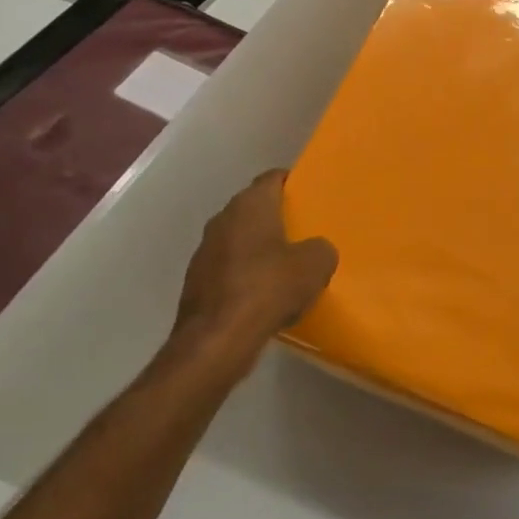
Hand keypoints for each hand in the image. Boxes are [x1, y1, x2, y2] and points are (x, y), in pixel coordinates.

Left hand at [164, 169, 336, 382]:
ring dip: (261, 249)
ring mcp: (205, 251)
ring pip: (241, 240)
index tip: (311, 195)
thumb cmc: (269, 288)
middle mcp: (223, 219)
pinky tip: (265, 295)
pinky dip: (247, 275)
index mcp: (250, 205)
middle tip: (305, 231)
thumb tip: (315, 251)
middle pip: (255, 209)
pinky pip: (230, 269)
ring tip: (287, 266)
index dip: (293, 183)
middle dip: (278, 218)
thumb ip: (321, 248)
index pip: (273, 178)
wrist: (217, 340)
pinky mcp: (197, 282)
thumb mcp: (316, 265)